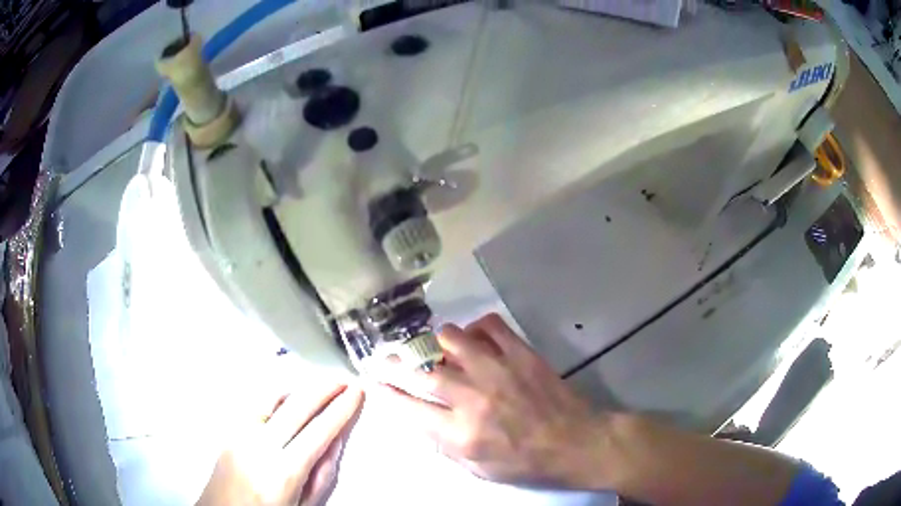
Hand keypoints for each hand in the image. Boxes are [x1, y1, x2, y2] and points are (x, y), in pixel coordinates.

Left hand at [197, 381, 363, 505]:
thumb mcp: (305, 505)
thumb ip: (322, 474)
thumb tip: (335, 440)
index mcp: (283, 471)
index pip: (319, 431)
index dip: (341, 409)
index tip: (356, 393)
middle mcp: (259, 447)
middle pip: (297, 408)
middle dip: (324, 390)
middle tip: (344, 381)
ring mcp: (240, 436)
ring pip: (273, 399)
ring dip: (300, 389)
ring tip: (320, 385)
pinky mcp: (229, 432)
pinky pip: (256, 407)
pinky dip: (277, 397)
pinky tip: (289, 397)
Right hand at [375, 313, 610, 487]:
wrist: (576, 442)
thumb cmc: (527, 463)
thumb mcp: (479, 469)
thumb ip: (446, 445)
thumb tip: (424, 419)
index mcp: (461, 433)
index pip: (410, 408)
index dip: (386, 393)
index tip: (372, 381)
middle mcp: (473, 398)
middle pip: (422, 373)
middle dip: (395, 363)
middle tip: (385, 357)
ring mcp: (498, 370)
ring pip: (451, 340)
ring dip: (437, 343)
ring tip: (437, 349)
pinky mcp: (520, 353)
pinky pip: (489, 325)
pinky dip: (475, 327)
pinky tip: (475, 339)